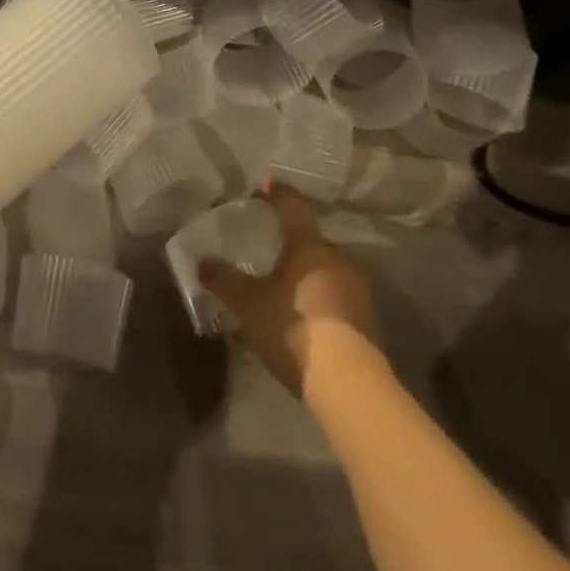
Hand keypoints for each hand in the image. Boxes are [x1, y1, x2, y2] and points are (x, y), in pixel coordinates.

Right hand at [198, 183, 377, 394]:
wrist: (350, 385)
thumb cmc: (294, 328)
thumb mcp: (249, 304)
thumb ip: (225, 281)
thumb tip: (201, 262)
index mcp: (308, 244)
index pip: (293, 205)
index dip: (278, 193)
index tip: (266, 184)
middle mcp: (336, 258)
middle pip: (313, 238)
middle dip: (294, 239)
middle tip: (274, 245)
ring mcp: (357, 289)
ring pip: (328, 268)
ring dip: (309, 271)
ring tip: (288, 283)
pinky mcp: (368, 320)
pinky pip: (339, 295)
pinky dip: (322, 296)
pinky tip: (307, 313)